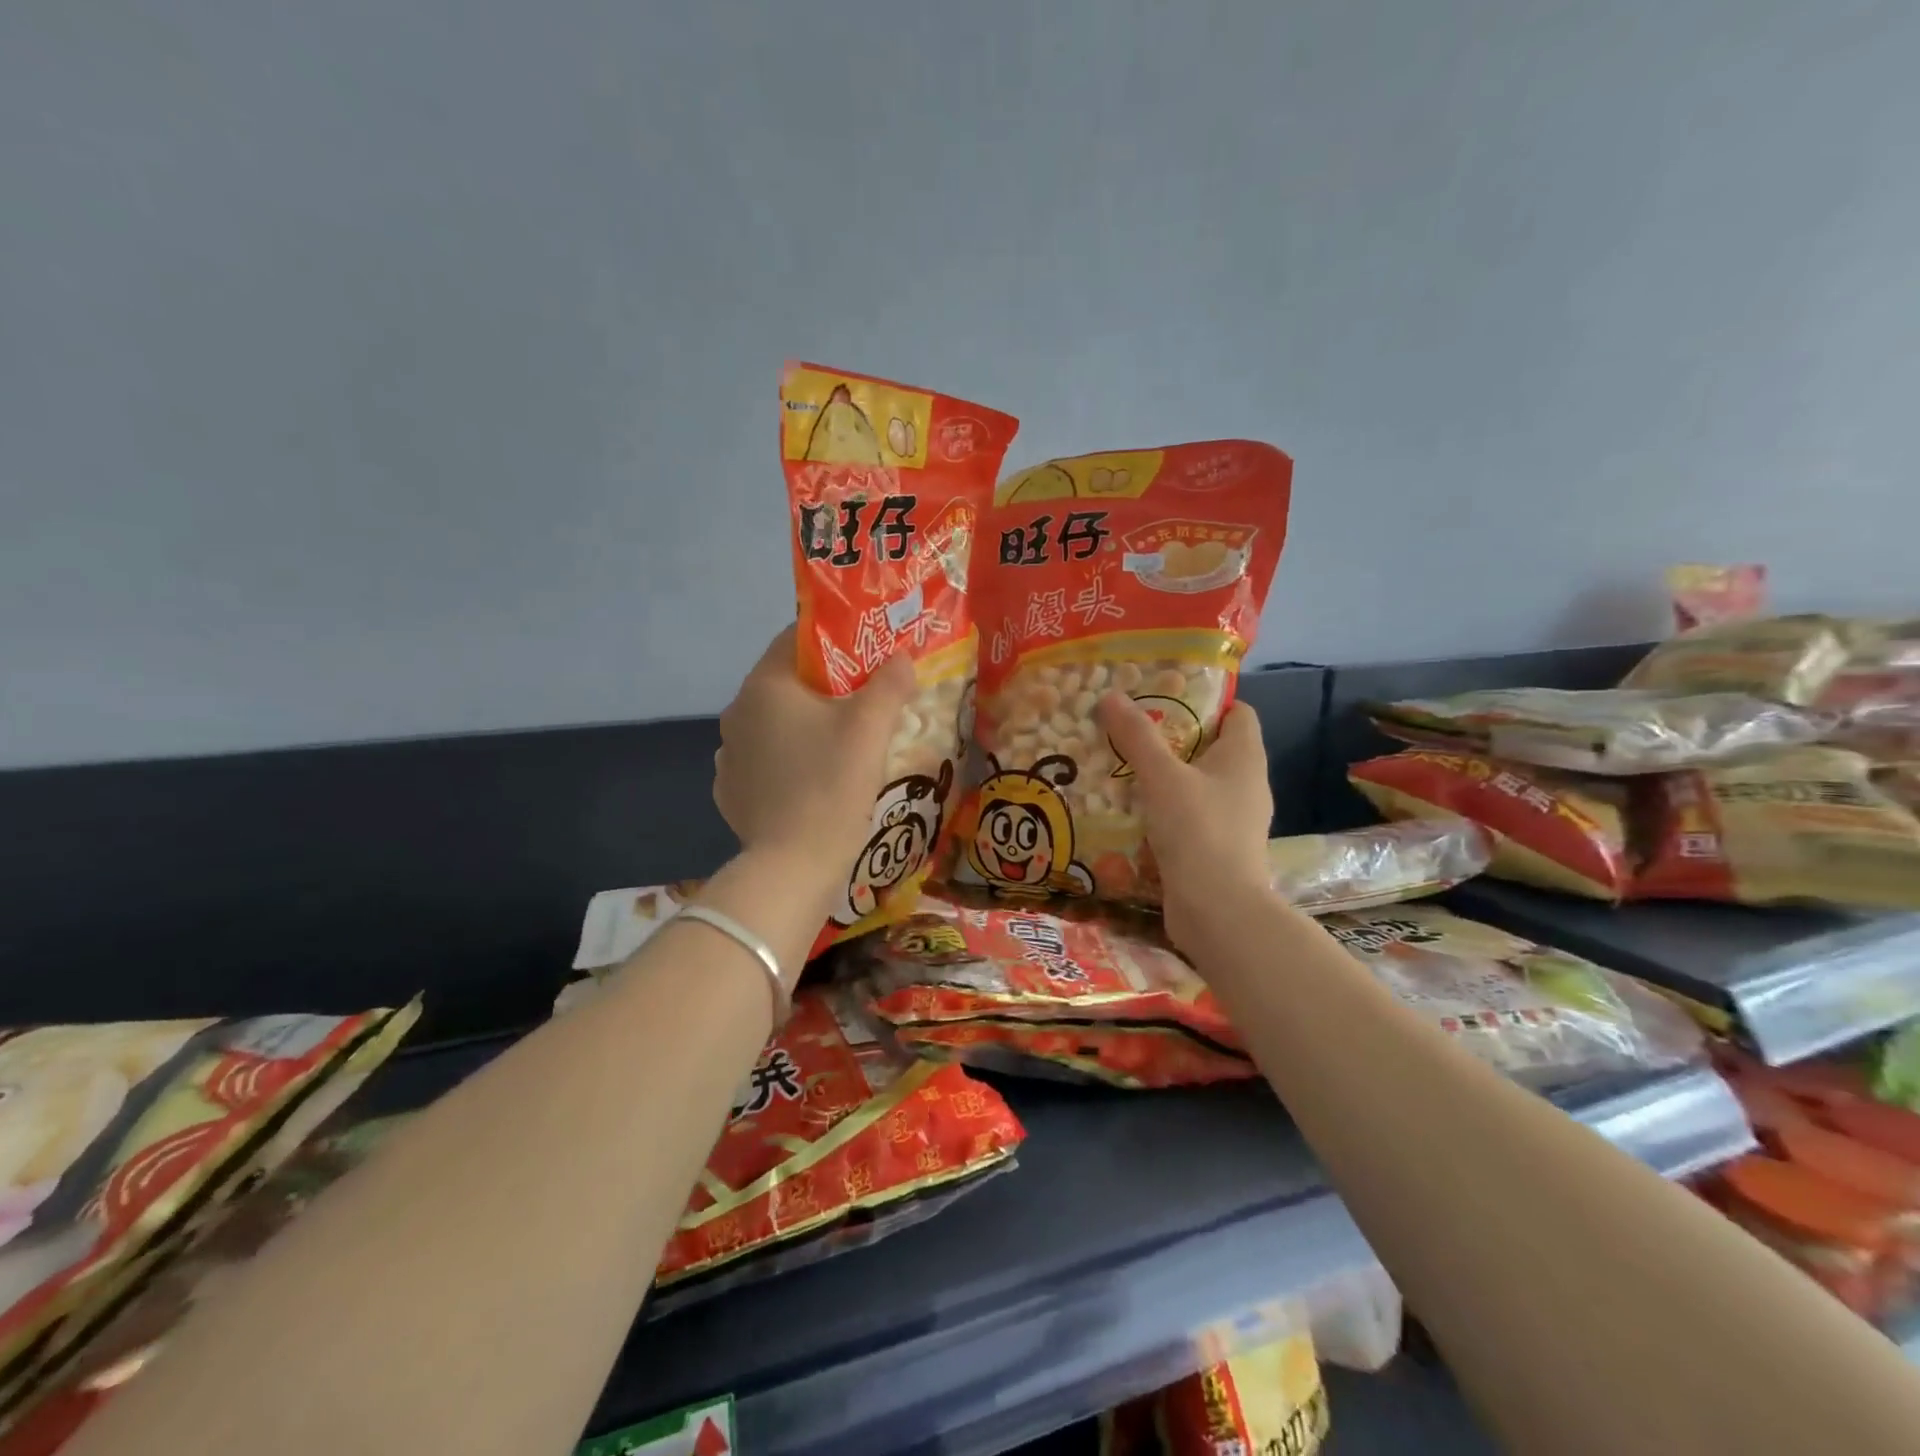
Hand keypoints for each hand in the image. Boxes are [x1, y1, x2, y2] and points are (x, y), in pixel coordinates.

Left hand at [715, 626, 917, 870]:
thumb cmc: (832, 784)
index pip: (794, 639)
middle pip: (786, 683)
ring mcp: (729, 755)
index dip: (833, 640)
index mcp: (764, 686)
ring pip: (774, 723)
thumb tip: (900, 658)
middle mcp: (736, 712)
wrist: (794, 866)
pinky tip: (814, 778)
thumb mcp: (871, 728)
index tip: (866, 654)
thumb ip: (889, 684)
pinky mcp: (731, 792)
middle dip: (824, 686)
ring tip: (842, 742)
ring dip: (804, 725)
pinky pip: (765, 761)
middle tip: (864, 699)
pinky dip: (788, 760)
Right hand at [1094, 693, 1273, 949]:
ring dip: (1166, 775)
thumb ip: (1137, 736)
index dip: (1206, 701)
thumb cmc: (1198, 831)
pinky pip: (1190, 815)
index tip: (1164, 697)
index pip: (1238, 712)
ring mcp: (1235, 819)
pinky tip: (1132, 810)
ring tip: (1123, 766)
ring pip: (1198, 783)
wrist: (1218, 911)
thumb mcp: (1162, 777)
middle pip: (1212, 747)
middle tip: (1131, 729)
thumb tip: (1111, 695)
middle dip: (1173, 736)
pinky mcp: (1217, 848)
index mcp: (1245, 757)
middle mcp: (1247, 784)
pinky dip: (1166, 809)